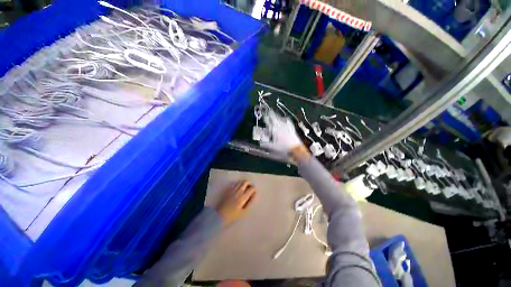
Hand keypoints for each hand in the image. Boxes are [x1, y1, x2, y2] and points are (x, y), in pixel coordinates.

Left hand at [215, 180, 256, 225]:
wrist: (220, 215)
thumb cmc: (233, 215)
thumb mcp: (244, 211)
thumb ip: (250, 202)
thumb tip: (254, 195)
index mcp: (243, 197)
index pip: (251, 188)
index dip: (254, 189)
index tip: (253, 192)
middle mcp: (238, 191)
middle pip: (245, 182)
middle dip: (249, 184)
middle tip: (249, 188)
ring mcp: (232, 189)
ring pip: (240, 182)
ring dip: (243, 183)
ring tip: (244, 188)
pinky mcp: (227, 190)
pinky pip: (234, 183)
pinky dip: (237, 184)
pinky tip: (237, 189)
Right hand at [260, 110, 302, 155]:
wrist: (295, 148)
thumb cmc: (283, 147)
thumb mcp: (273, 147)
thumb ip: (266, 144)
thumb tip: (260, 143)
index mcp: (274, 130)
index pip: (268, 122)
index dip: (266, 119)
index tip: (264, 117)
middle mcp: (280, 126)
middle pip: (274, 118)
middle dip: (271, 114)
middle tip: (268, 111)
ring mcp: (286, 126)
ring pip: (280, 118)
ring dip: (277, 116)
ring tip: (274, 114)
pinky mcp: (291, 128)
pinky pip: (287, 121)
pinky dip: (284, 119)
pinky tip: (285, 118)